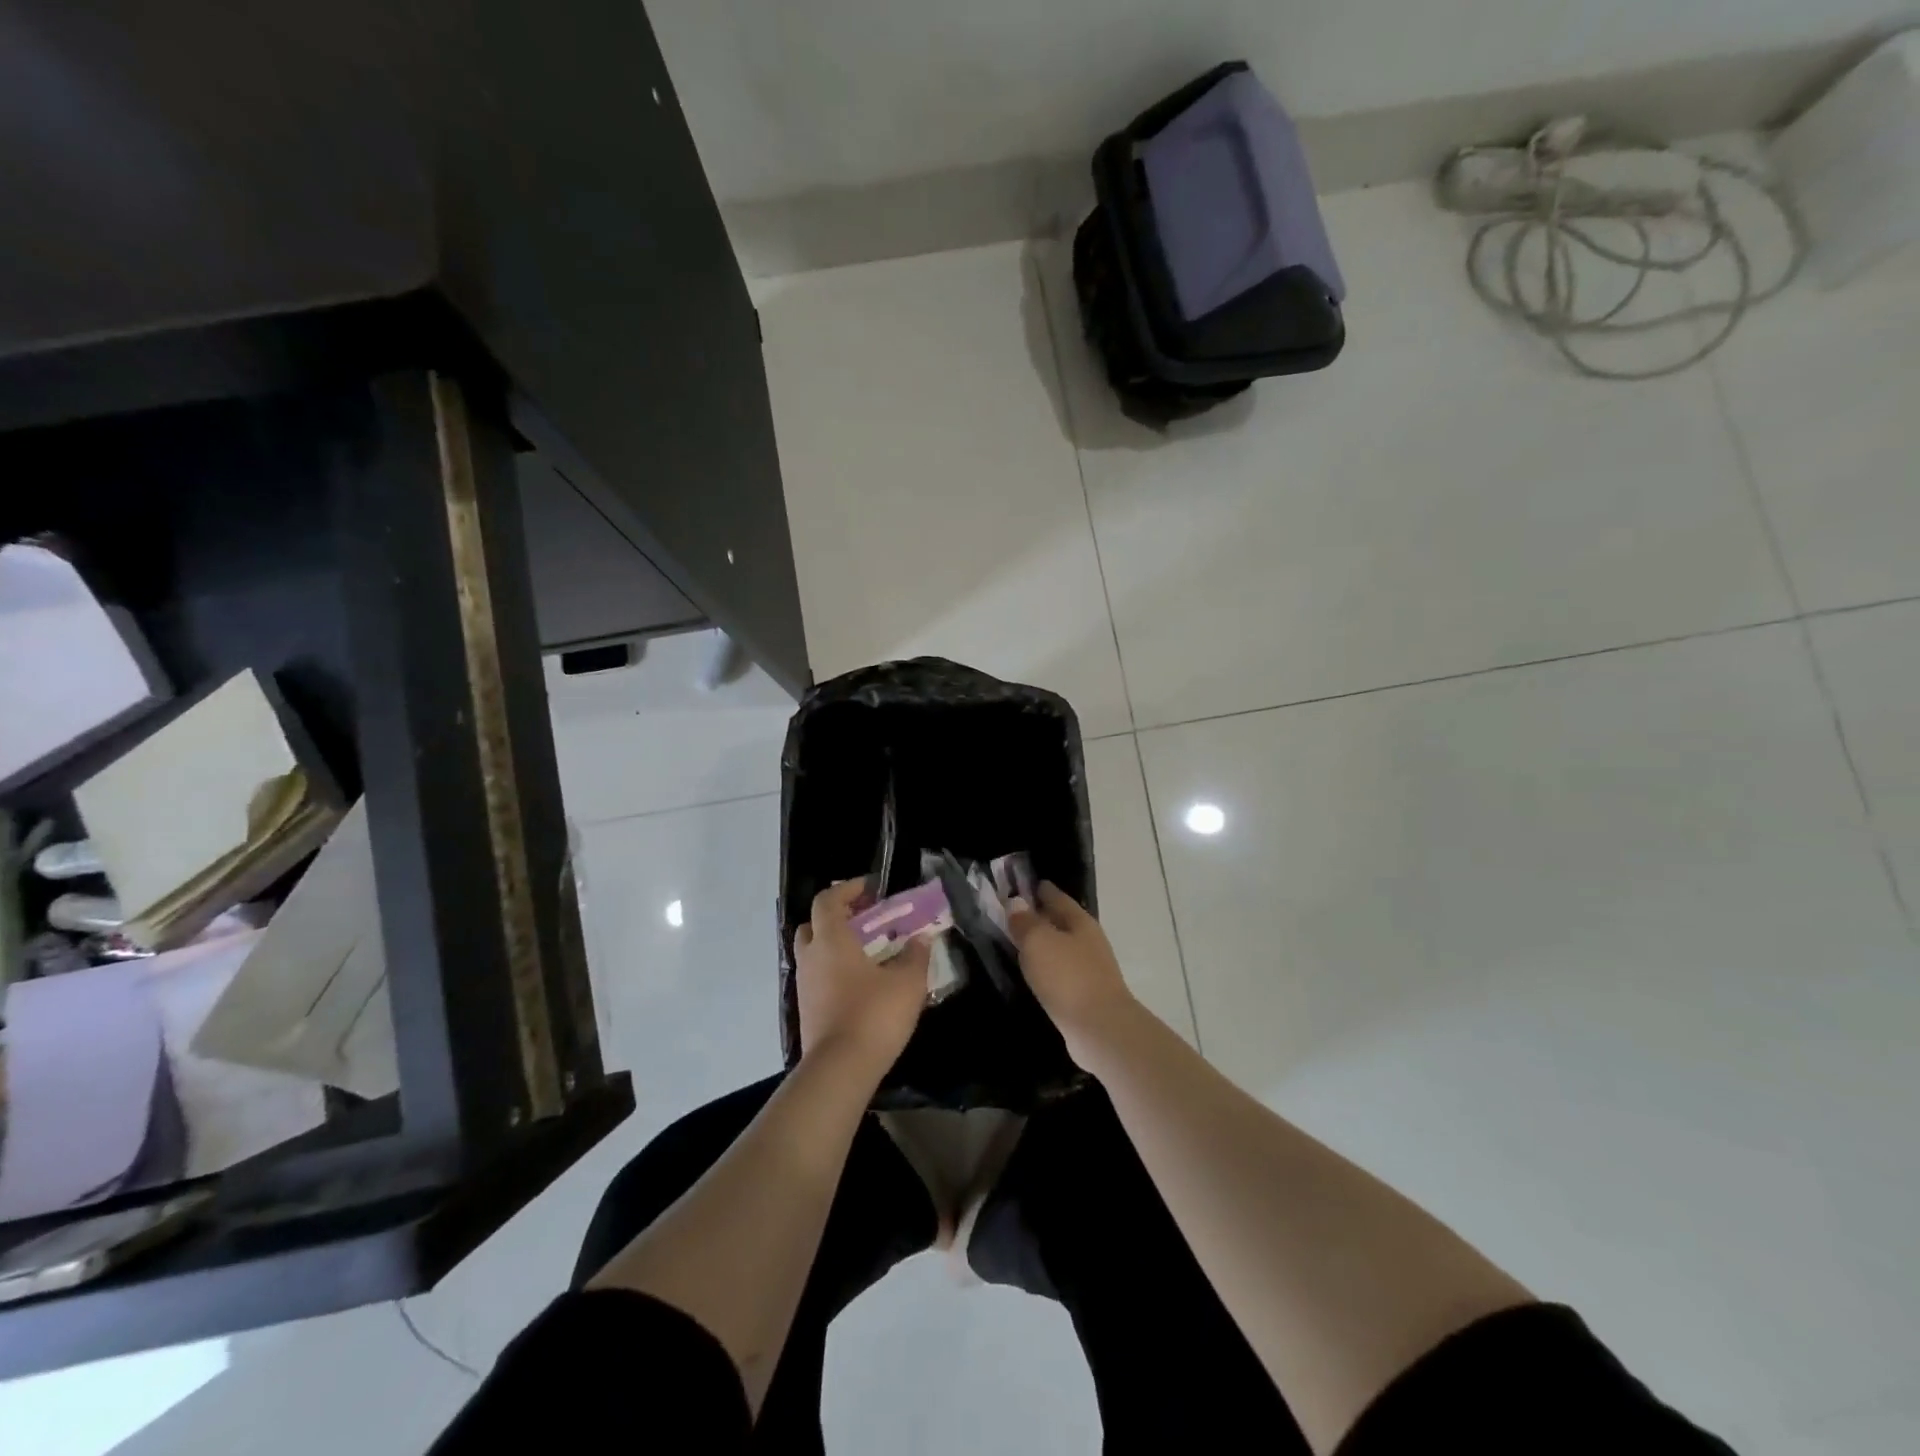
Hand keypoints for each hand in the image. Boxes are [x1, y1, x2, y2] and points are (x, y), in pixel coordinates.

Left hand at [794, 879, 928, 1077]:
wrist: (840, 1070)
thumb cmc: (874, 1015)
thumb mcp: (907, 983)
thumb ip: (915, 956)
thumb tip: (921, 938)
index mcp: (831, 940)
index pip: (828, 900)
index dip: (848, 889)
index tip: (871, 889)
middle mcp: (811, 957)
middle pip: (813, 924)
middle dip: (837, 917)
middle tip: (865, 920)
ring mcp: (804, 986)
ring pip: (814, 953)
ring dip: (835, 946)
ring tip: (868, 953)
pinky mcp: (806, 1011)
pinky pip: (817, 978)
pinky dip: (834, 971)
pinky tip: (861, 984)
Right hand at [1007, 882, 1139, 1061]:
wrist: (1100, 1029)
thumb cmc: (1067, 977)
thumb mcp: (1038, 942)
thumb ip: (1025, 921)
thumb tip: (1016, 902)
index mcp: (1079, 921)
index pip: (1057, 896)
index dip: (1040, 889)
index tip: (1022, 885)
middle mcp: (1089, 940)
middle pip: (1062, 921)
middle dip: (1041, 916)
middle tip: (1014, 914)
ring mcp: (1091, 969)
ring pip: (1062, 947)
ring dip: (1044, 944)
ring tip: (1019, 944)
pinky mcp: (1087, 995)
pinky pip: (1062, 972)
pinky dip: (1048, 968)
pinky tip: (1034, 974)